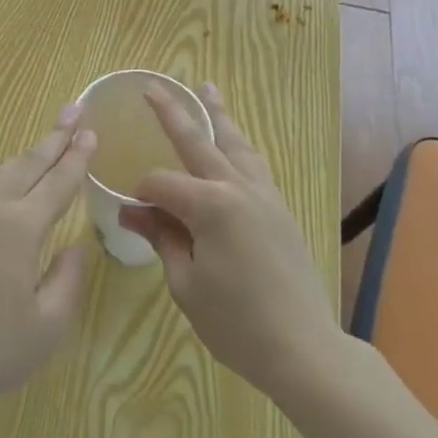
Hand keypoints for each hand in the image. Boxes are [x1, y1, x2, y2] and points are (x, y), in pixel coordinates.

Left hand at [0, 108, 94, 424]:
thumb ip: (67, 281)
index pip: (57, 183)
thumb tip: (75, 247)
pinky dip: (12, 176)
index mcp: (20, 227)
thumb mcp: (46, 326)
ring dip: (31, 154)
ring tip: (49, 141)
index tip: (92, 131)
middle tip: (75, 109)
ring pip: (5, 174)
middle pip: (29, 163)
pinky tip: (14, 187)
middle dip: (55, 136)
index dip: (77, 158)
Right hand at [119, 84, 337, 403]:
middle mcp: (237, 187)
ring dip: (217, 115)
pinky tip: (233, 142)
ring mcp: (264, 194)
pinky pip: (254, 163)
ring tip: (207, 89)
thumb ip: (162, 238)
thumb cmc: (236, 323)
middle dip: (172, 113)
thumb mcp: (186, 284)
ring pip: (234, 143)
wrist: (304, 350)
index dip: (141, 193)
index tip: (133, 213)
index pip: (162, 183)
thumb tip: (132, 211)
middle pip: (198, 141)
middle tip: (152, 87)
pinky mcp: (280, 208)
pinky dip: (238, 145)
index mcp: (210, 206)